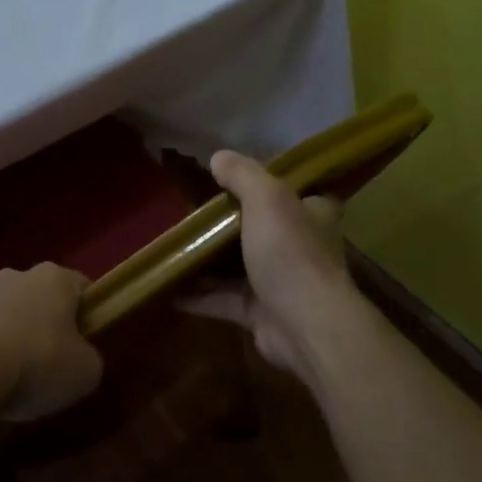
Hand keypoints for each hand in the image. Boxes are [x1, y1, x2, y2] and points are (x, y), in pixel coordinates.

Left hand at [0, 264, 103, 422]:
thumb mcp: (86, 371)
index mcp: (54, 277)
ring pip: (9, 314)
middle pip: (42, 298)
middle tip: (54, 361)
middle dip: (48, 324)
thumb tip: (78, 358)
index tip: (87, 343)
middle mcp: (17, 276)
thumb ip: (89, 358)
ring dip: (15, 336)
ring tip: (18, 377)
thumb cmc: (38, 363)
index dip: (89, 315)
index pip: (81, 288)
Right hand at [184, 151, 357, 383]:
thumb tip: (218, 156)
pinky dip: (198, 295)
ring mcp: (279, 282)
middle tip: (192, 212)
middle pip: (261, 228)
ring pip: (238, 265)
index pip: (296, 192)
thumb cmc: (290, 252)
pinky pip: (223, 299)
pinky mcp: (259, 312)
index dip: (270, 184)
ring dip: (209, 261)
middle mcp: (299, 246)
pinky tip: (169, 288)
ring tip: (174, 247)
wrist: (304, 324)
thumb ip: (243, 175)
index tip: (236, 179)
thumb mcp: (266, 198)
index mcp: (312, 214)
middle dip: (229, 223)